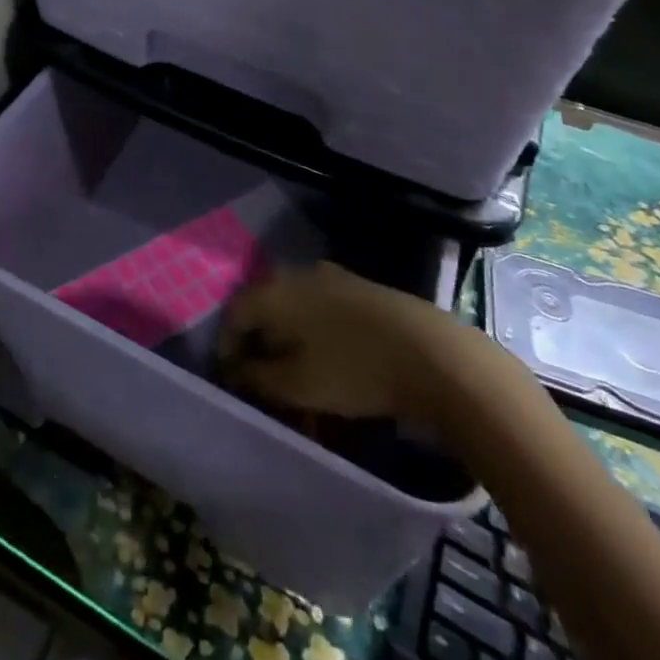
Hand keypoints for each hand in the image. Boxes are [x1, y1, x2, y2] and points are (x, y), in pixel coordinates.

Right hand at [216, 262, 470, 428]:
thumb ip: (258, 378)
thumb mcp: (297, 385)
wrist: (432, 353)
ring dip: (288, 339)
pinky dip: (314, 333)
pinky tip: (328, 359)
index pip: (232, 315)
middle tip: (263, 379)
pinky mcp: (358, 287)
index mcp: (271, 291)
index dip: (227, 348)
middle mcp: (294, 274)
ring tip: (297, 374)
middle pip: (263, 308)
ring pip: (293, 308)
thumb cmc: (353, 369)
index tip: (231, 379)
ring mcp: (329, 276)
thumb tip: (236, 371)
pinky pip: (320, 309)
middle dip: (258, 343)